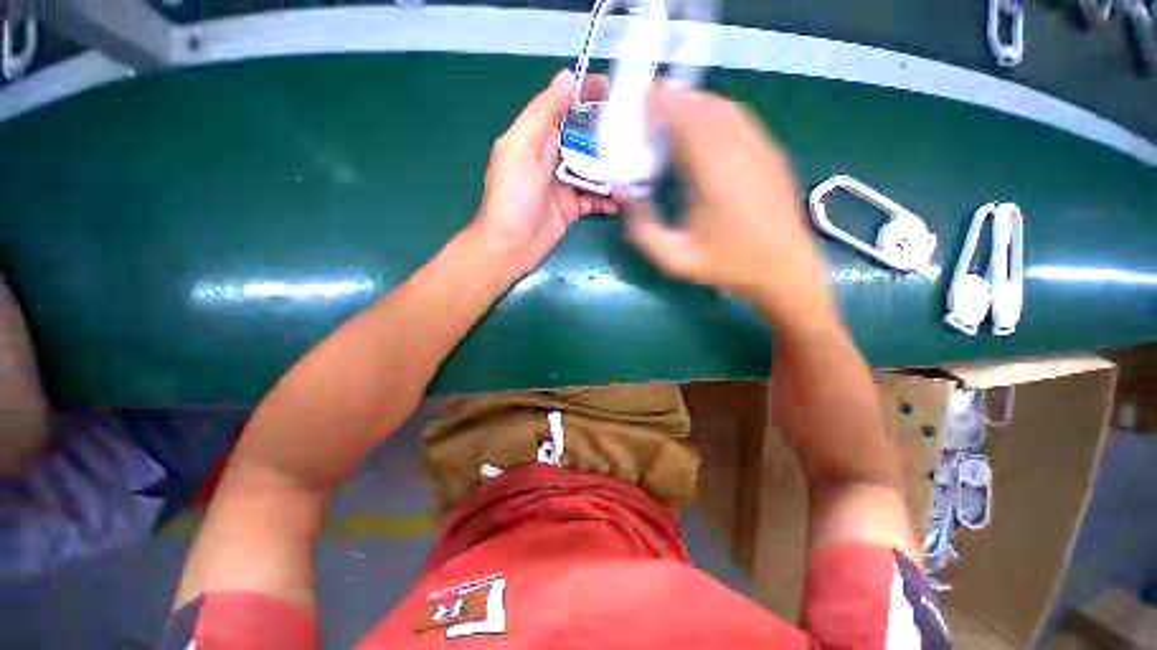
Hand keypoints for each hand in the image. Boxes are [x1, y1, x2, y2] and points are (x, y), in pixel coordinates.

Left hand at [474, 70, 619, 275]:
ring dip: (613, 169)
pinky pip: (595, 198)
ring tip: (637, 165)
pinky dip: (609, 198)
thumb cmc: (513, 195)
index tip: (613, 88)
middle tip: (637, 130)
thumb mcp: (522, 147)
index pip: (564, 108)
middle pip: (584, 139)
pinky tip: (624, 199)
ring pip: (594, 170)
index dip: (586, 95)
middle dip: (608, 133)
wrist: (511, 245)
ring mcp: (563, 185)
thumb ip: (543, 113)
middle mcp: (551, 158)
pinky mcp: (572, 209)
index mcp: (536, 138)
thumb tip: (568, 77)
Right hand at [626, 86, 834, 328]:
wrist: (784, 270)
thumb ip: (645, 232)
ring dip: (698, 104)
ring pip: (728, 111)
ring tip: (675, 111)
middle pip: (708, 110)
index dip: (666, 105)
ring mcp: (763, 152)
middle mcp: (742, 156)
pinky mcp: (773, 155)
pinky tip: (706, 127)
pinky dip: (719, 114)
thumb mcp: (676, 260)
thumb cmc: (729, 267)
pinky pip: (743, 121)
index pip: (690, 124)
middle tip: (653, 103)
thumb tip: (629, 200)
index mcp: (716, 180)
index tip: (644, 99)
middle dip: (678, 99)